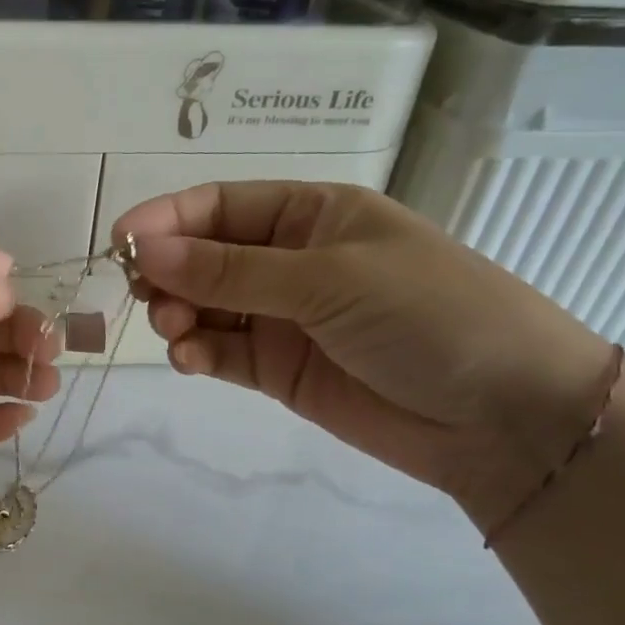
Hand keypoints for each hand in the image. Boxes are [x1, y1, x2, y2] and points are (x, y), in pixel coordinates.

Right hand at [115, 183, 617, 532]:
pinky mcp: (276, 369)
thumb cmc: (430, 316)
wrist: (505, 418)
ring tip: (175, 331)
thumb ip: (230, 271)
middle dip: (168, 271)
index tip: (120, 243)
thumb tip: (143, 249)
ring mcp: (281, 318)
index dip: (167, 219)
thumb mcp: (329, 280)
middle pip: (202, 256)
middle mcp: (289, 261)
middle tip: (145, 294)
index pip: (220, 206)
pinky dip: (196, 353)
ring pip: (203, 307)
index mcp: (311, 215)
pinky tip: (189, 360)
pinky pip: (219, 352)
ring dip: (177, 314)